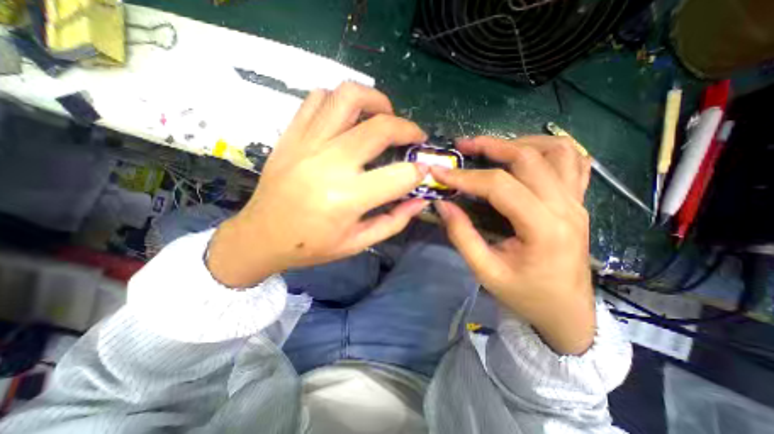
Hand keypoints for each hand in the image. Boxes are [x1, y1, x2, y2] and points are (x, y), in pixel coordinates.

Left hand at [205, 83, 429, 289]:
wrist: (260, 237)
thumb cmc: (311, 246)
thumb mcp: (358, 243)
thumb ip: (394, 221)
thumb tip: (419, 199)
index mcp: (347, 198)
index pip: (400, 175)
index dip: (419, 172)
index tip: (422, 172)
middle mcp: (329, 164)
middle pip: (380, 128)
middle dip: (408, 129)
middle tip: (414, 137)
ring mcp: (307, 143)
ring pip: (348, 97)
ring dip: (376, 101)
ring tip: (384, 116)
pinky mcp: (291, 135)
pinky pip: (318, 99)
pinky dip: (341, 101)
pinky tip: (349, 119)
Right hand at [434, 135, 593, 356]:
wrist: (566, 312)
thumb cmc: (525, 295)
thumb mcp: (485, 271)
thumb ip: (461, 235)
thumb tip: (443, 203)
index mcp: (544, 228)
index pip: (499, 186)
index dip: (465, 176)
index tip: (440, 172)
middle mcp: (566, 207)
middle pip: (528, 158)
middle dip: (491, 146)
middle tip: (464, 146)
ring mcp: (577, 202)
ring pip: (557, 151)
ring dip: (521, 143)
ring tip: (494, 148)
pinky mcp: (578, 203)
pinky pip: (573, 162)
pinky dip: (549, 149)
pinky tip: (527, 155)